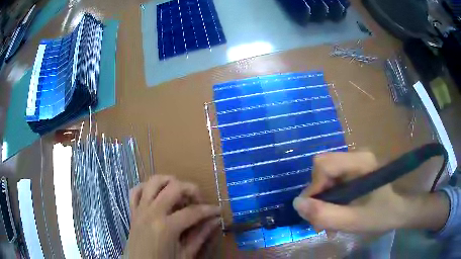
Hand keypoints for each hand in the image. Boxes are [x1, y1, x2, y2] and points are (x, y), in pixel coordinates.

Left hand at [126, 175, 220, 258]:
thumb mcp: (185, 254)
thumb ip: (200, 236)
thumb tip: (216, 221)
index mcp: (166, 227)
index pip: (193, 211)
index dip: (209, 210)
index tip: (218, 211)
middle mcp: (152, 212)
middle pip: (174, 187)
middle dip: (191, 189)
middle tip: (199, 200)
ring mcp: (140, 210)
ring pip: (153, 182)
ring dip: (169, 182)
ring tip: (179, 193)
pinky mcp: (133, 211)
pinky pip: (135, 190)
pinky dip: (146, 188)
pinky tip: (156, 195)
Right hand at [293, 151, 411, 233]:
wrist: (400, 210)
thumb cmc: (382, 215)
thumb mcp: (353, 221)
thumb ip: (325, 215)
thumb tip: (297, 204)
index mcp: (360, 161)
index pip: (323, 164)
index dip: (314, 188)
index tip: (316, 213)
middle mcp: (356, 155)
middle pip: (323, 169)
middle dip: (318, 197)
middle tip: (321, 222)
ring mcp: (356, 161)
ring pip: (326, 176)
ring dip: (323, 200)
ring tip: (329, 222)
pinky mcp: (355, 169)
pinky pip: (334, 180)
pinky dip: (330, 198)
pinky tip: (336, 212)